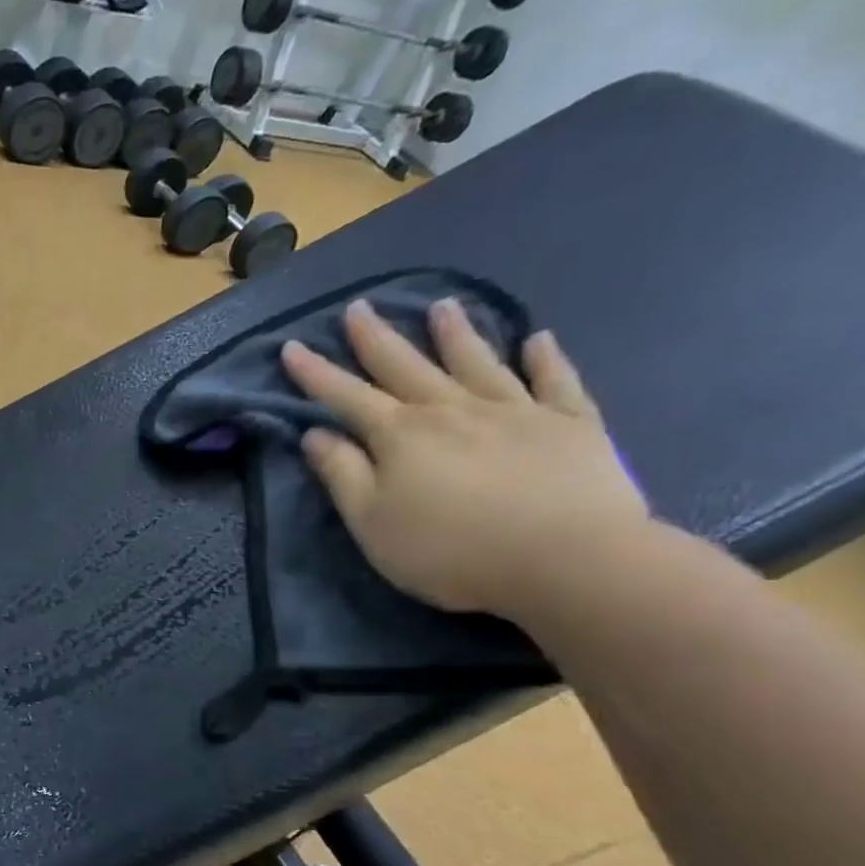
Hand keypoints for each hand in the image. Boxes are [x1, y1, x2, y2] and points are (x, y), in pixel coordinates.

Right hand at [280, 297, 650, 620]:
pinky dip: (546, 359)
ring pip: (477, 362)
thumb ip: (342, 475)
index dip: (316, 373)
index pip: (347, 396)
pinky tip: (539, 339)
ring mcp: (516, 411)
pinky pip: (556, 382)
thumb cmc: (451, 550)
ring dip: (456, 334)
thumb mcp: (373, 522)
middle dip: (377, 338)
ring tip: (441, 306)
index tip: (292, 347)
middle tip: (359, 307)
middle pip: (406, 366)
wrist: (568, 560)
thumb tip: (316, 434)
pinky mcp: (572, 424)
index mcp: (401, 435)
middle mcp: (453, 410)